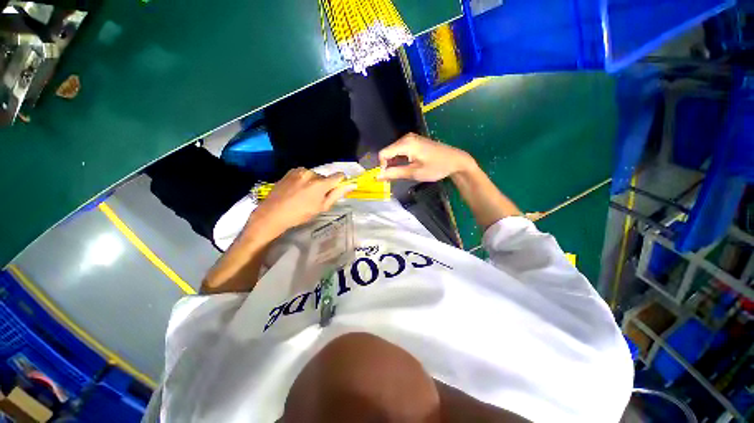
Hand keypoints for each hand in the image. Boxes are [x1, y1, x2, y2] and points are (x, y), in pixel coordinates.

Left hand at [252, 168, 355, 234]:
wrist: (273, 213)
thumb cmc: (300, 214)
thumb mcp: (322, 207)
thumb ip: (337, 194)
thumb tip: (351, 185)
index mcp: (321, 183)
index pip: (338, 176)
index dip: (340, 182)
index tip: (336, 189)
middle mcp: (311, 173)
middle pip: (325, 177)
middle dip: (324, 185)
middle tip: (316, 198)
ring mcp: (300, 171)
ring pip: (314, 175)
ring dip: (313, 182)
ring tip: (304, 194)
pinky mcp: (291, 171)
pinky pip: (304, 174)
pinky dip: (304, 180)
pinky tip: (296, 190)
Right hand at [378, 133, 475, 181]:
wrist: (456, 160)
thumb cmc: (436, 167)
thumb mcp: (414, 173)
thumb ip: (395, 173)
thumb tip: (378, 176)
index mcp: (406, 143)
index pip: (383, 154)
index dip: (382, 167)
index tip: (387, 178)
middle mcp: (406, 138)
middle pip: (388, 152)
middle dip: (388, 166)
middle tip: (394, 179)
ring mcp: (411, 139)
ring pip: (394, 152)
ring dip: (394, 164)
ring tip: (402, 174)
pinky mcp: (415, 142)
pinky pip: (401, 151)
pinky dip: (400, 160)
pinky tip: (407, 168)